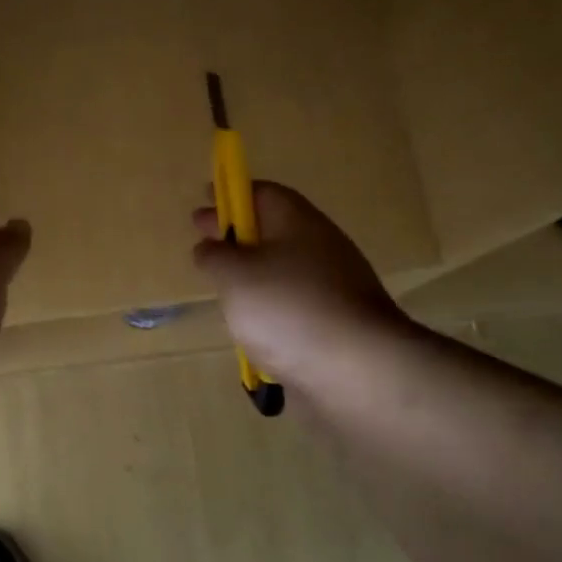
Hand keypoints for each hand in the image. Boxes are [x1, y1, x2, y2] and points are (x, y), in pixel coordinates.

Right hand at [191, 182, 417, 384]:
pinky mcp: (336, 323)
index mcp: (297, 222)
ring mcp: (333, 287)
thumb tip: (209, 247)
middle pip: (274, 230)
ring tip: (223, 289)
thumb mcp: (234, 275)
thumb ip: (214, 256)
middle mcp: (320, 247)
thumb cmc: (287, 307)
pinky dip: (270, 307)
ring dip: (253, 273)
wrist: (356, 368)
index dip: (232, 194)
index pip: (263, 193)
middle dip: (237, 235)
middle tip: (205, 242)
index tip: (206, 199)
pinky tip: (252, 325)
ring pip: (283, 269)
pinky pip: (294, 304)